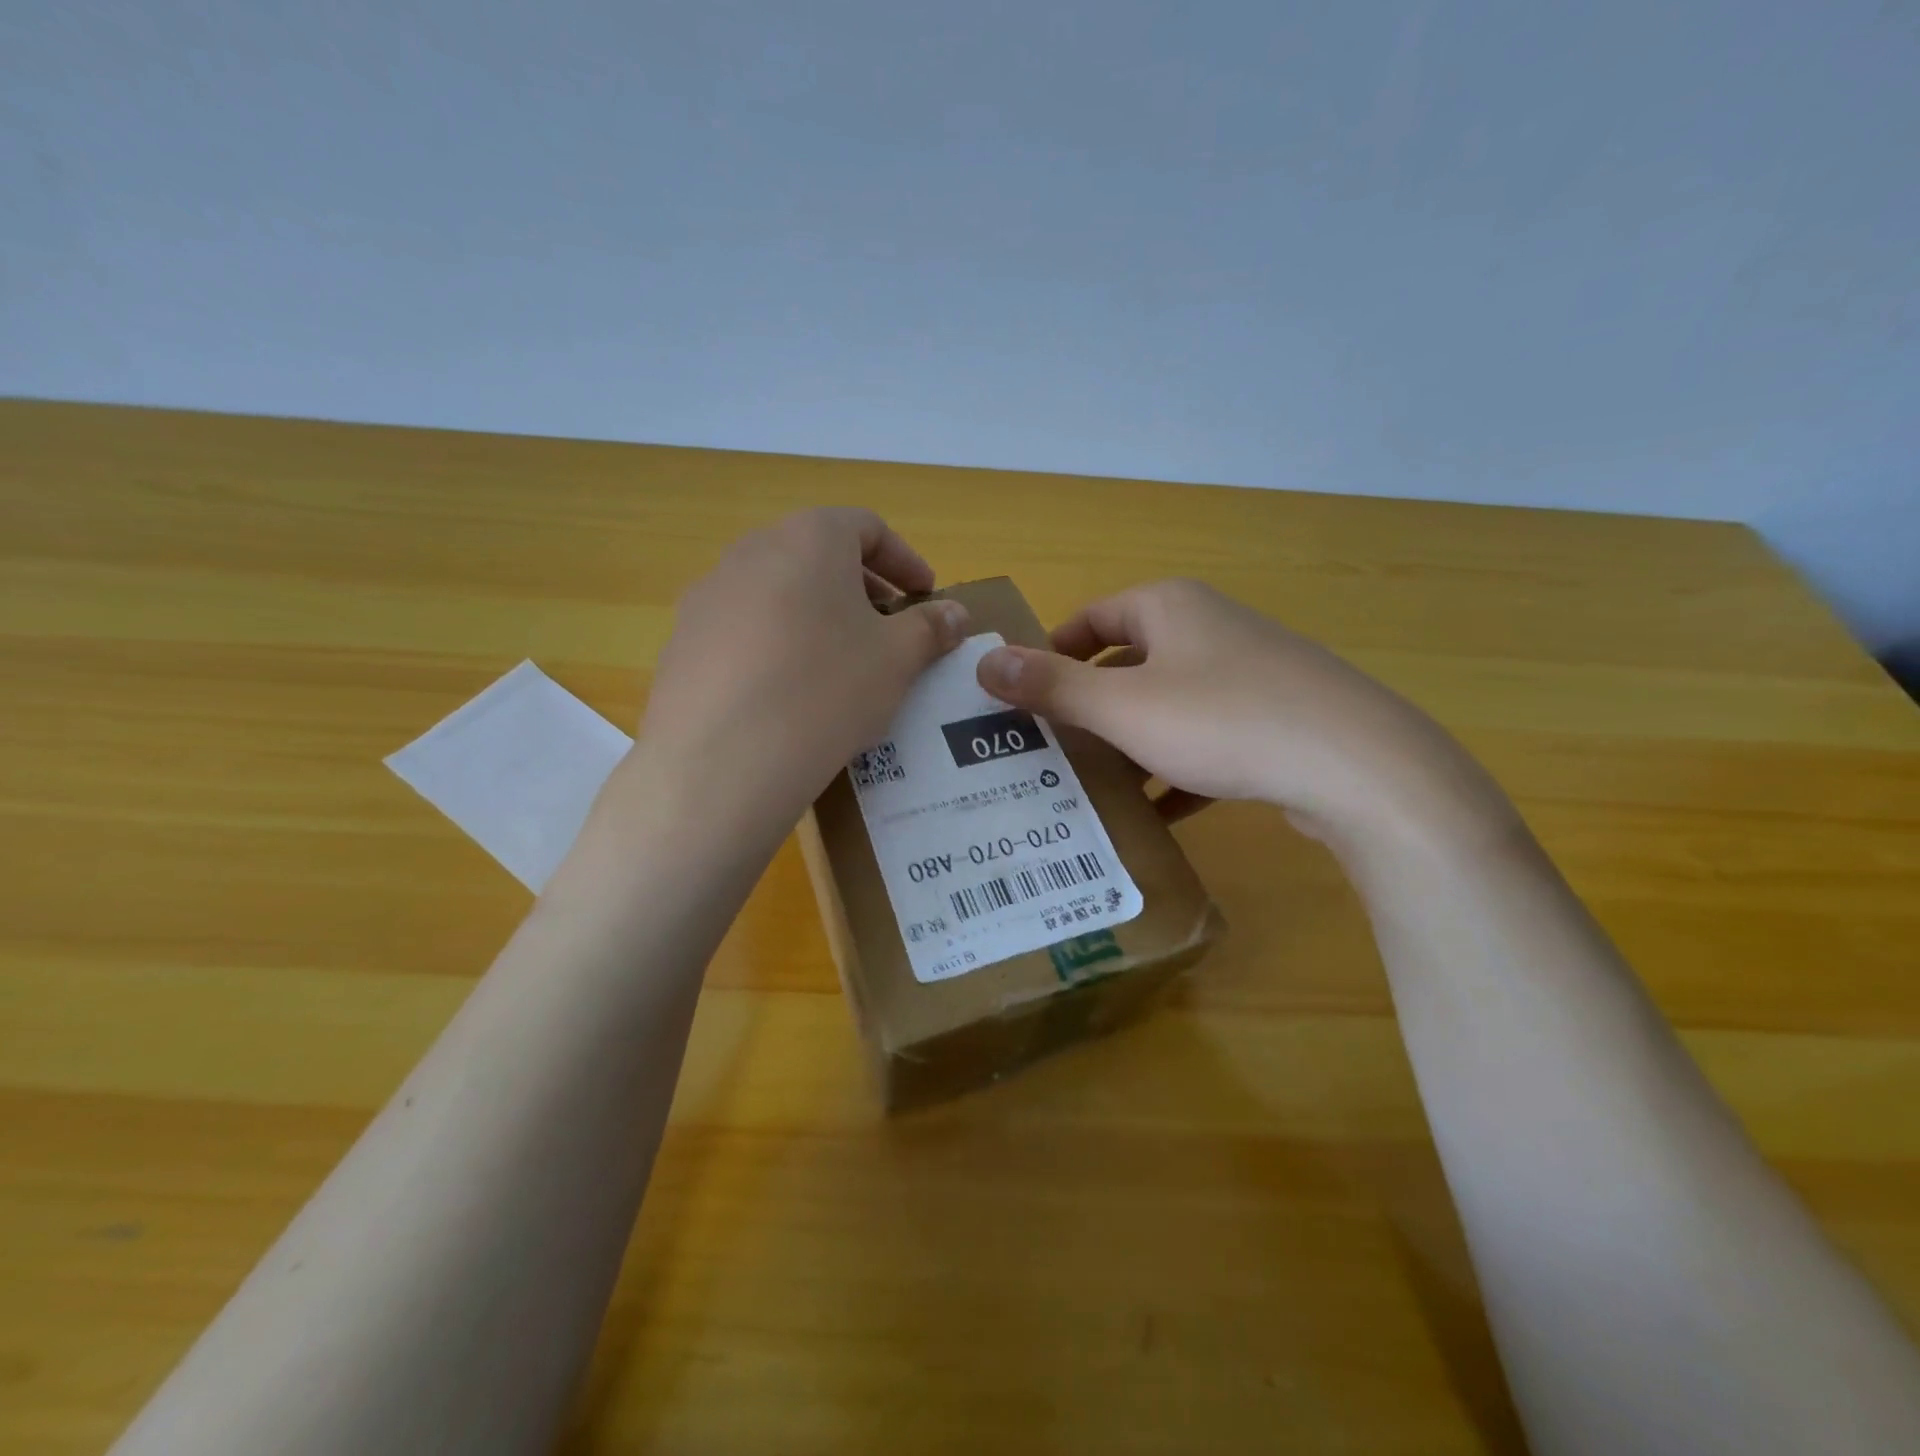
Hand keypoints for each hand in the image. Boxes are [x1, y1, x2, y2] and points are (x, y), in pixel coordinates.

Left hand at [635, 508, 969, 829]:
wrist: (723, 760)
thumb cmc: (827, 689)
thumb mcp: (897, 659)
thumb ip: (931, 627)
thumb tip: (955, 613)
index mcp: (809, 538)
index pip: (867, 527)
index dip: (904, 560)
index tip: (925, 595)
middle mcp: (751, 551)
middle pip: (817, 555)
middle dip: (860, 588)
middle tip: (886, 628)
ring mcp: (708, 596)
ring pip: (777, 592)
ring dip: (815, 615)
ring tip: (838, 663)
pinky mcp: (681, 642)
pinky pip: (742, 630)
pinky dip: (775, 645)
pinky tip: (787, 694)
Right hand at [974, 579, 1505, 847]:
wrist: (1359, 768)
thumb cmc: (1224, 720)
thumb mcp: (1124, 707)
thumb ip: (1052, 686)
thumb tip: (984, 661)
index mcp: (1169, 608)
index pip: (1090, 619)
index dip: (1052, 654)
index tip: (1023, 700)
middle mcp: (1208, 629)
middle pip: (1127, 664)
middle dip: (1089, 709)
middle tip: (1050, 752)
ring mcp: (1248, 675)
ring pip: (1167, 707)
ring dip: (1131, 746)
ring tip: (1094, 789)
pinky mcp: (1275, 721)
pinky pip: (1207, 741)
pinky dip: (1178, 771)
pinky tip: (1160, 815)